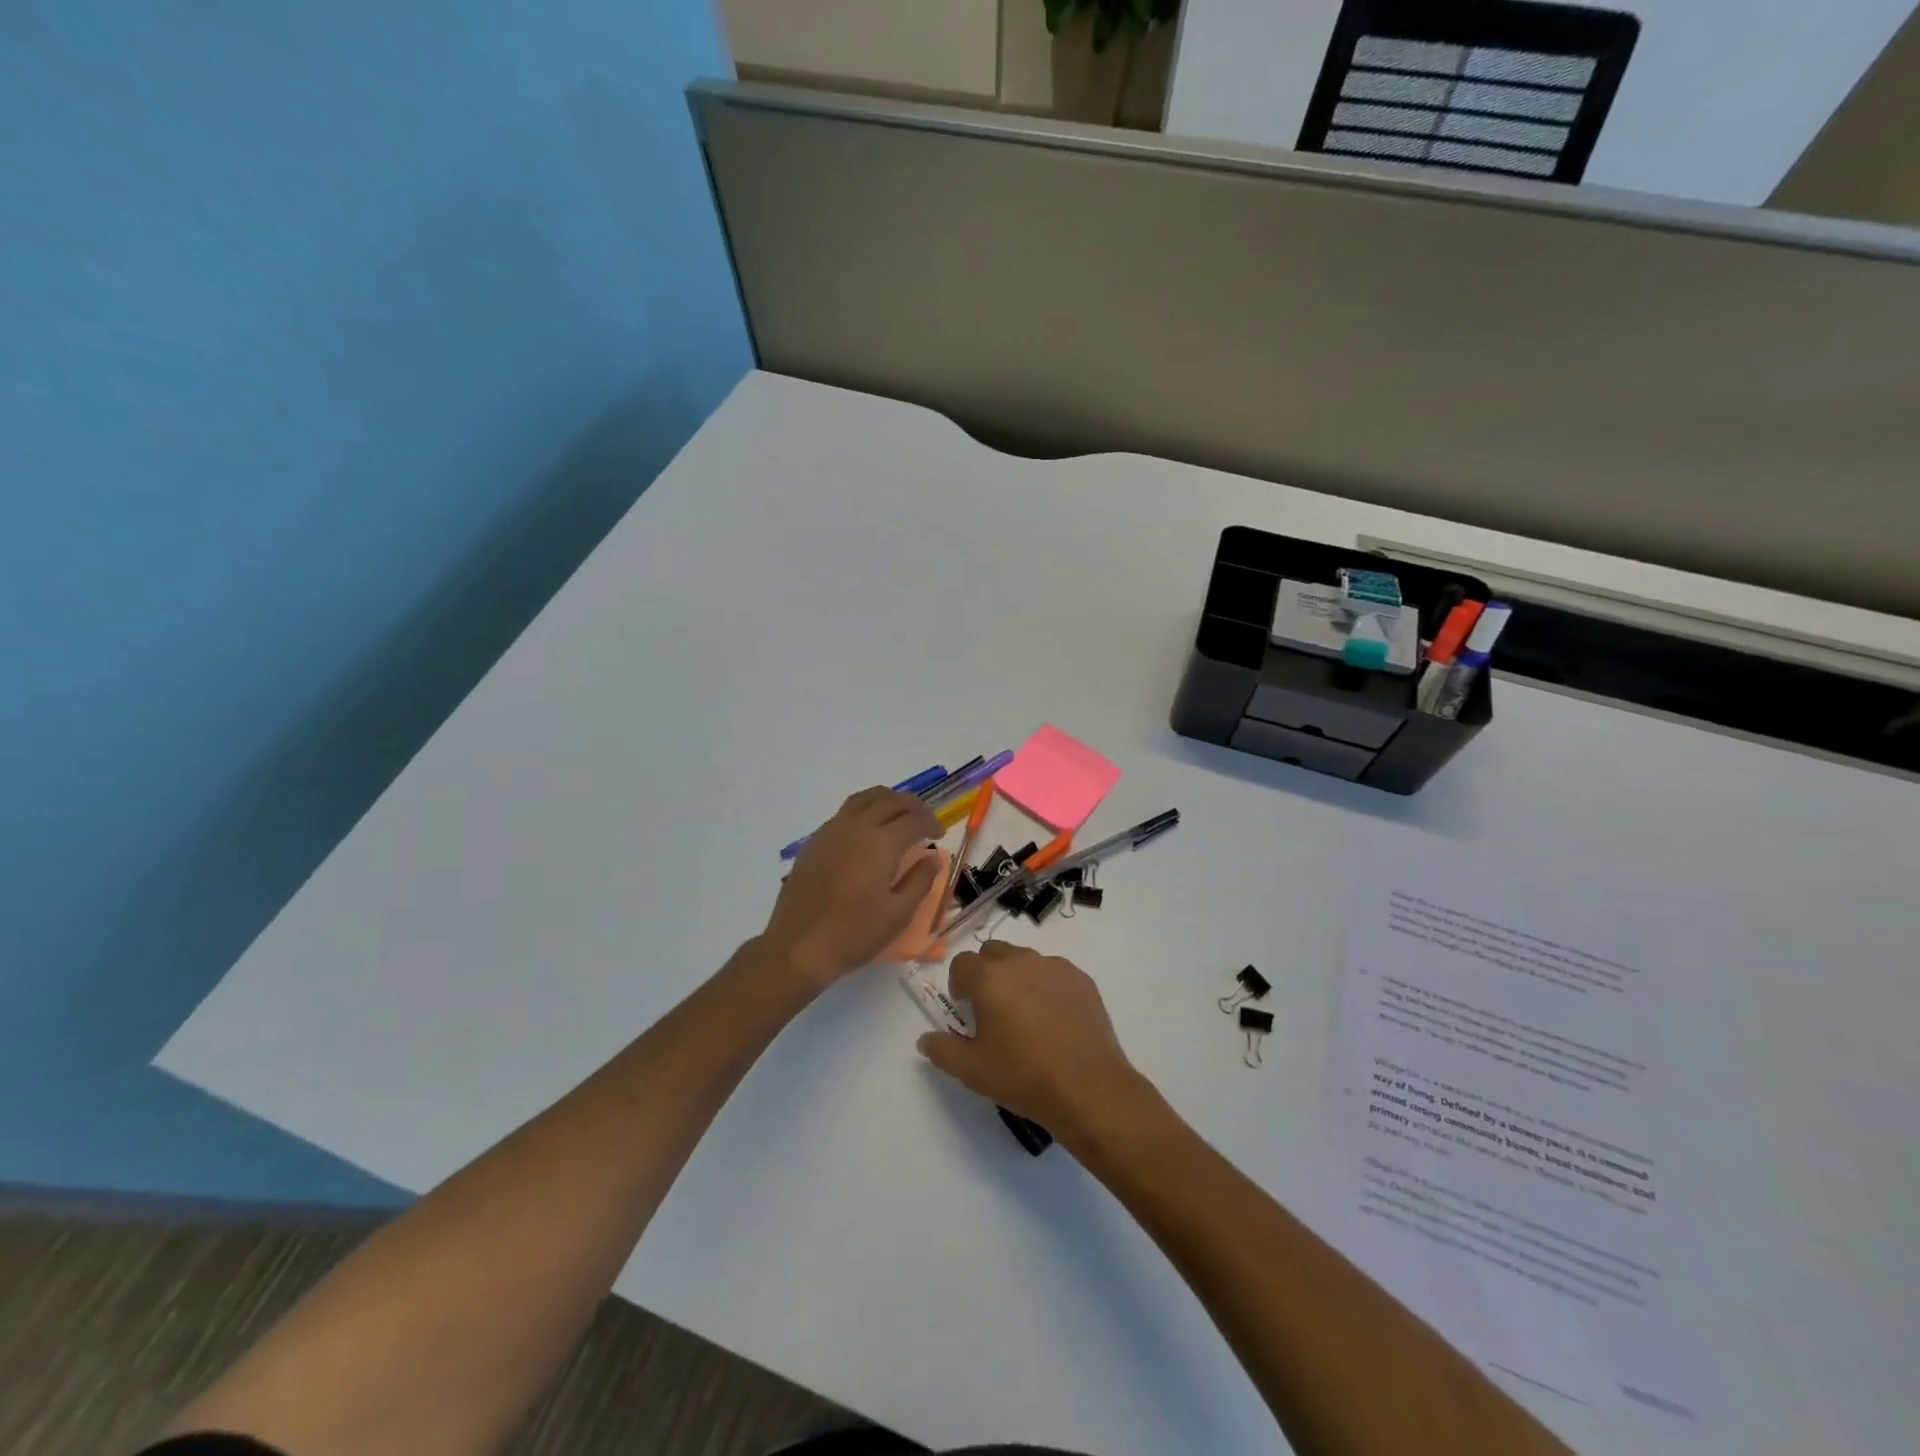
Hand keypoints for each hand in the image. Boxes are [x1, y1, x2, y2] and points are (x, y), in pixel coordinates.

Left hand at [763, 787, 941, 987]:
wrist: (799, 946)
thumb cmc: (854, 934)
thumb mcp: (898, 914)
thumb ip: (920, 881)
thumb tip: (933, 857)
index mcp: (881, 843)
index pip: (914, 818)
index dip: (931, 822)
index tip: (939, 834)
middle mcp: (857, 827)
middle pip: (890, 800)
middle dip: (912, 806)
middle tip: (924, 821)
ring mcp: (832, 830)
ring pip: (865, 798)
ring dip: (887, 801)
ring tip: (898, 816)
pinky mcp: (815, 840)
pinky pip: (845, 812)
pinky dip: (865, 810)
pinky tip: (867, 832)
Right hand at [916, 942, 1144, 1138]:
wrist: (1088, 1087)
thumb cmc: (1023, 1076)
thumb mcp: (972, 1071)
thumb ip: (942, 1050)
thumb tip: (925, 1039)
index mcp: (989, 978)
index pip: (961, 964)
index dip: (958, 984)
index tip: (965, 1009)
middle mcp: (1020, 961)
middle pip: (993, 952)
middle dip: (986, 973)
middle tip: (992, 1008)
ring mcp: (1055, 967)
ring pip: (1025, 959)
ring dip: (1017, 977)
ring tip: (1025, 1015)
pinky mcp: (1081, 979)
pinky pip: (1054, 972)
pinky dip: (1047, 986)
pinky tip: (1055, 1019)